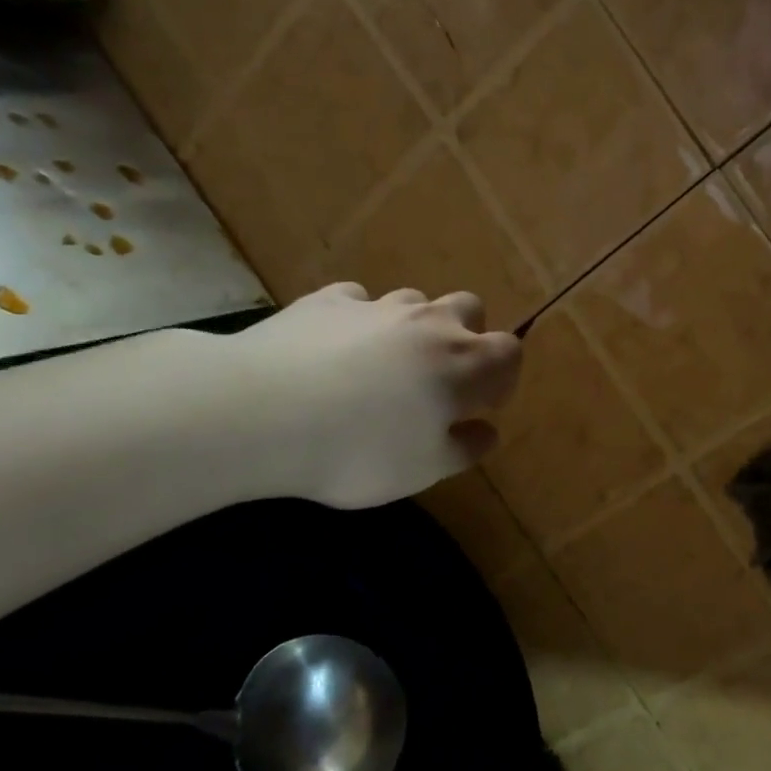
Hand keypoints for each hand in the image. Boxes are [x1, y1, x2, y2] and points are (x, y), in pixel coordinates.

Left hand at [215, 282, 521, 507]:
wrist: (260, 413)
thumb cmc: (359, 449)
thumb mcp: (424, 469)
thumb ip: (464, 448)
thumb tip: (485, 430)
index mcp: (464, 363)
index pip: (509, 351)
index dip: (502, 377)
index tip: (481, 405)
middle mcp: (429, 323)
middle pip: (469, 308)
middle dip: (465, 336)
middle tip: (439, 376)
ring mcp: (376, 306)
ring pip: (413, 301)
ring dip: (412, 327)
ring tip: (383, 364)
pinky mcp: (326, 301)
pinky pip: (356, 301)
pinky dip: (357, 321)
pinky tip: (334, 349)